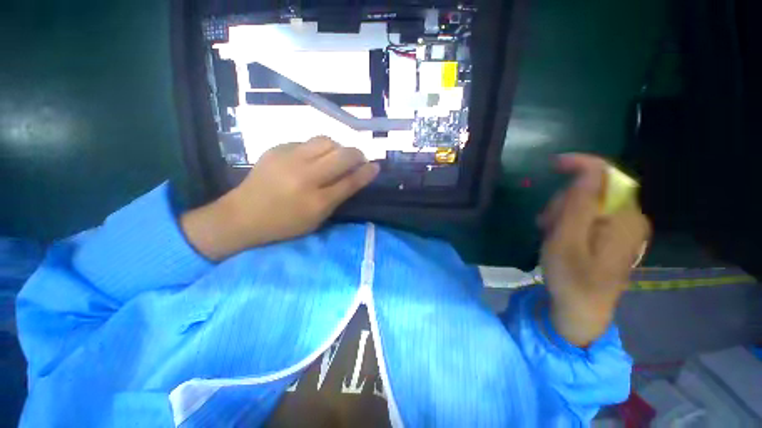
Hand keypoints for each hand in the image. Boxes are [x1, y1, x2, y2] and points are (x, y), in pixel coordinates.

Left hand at [181, 137, 379, 259]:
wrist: (242, 216)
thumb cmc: (284, 225)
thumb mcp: (316, 219)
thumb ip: (338, 198)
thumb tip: (355, 178)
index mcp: (317, 202)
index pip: (351, 181)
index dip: (367, 172)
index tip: (376, 166)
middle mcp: (306, 177)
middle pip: (343, 155)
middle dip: (357, 155)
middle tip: (358, 159)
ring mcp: (289, 159)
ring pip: (326, 141)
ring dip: (337, 148)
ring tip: (335, 157)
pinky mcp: (277, 149)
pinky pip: (307, 142)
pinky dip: (317, 149)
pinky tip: (312, 159)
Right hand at [538, 154, 650, 345]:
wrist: (581, 310)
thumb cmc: (572, 279)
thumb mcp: (566, 241)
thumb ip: (578, 205)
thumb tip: (586, 172)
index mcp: (625, 219)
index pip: (608, 175)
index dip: (581, 164)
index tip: (553, 164)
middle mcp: (630, 219)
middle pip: (594, 189)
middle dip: (564, 200)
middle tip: (546, 222)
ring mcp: (621, 228)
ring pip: (587, 202)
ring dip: (562, 212)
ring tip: (549, 232)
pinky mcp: (611, 236)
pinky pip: (587, 215)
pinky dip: (567, 221)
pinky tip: (556, 235)